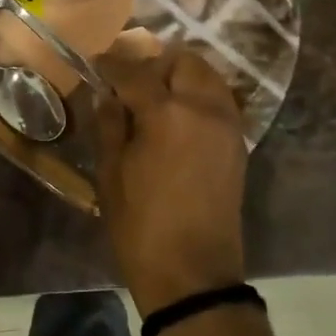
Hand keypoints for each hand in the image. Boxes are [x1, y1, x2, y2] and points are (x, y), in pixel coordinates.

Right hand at [94, 47, 247, 315]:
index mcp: (166, 113)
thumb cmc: (141, 225)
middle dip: (155, 63)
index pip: (135, 72)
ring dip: (181, 76)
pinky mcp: (238, 143)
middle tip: (131, 81)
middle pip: (184, 61)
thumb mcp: (111, 173)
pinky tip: (177, 117)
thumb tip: (106, 94)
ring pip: (208, 77)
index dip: (112, 64)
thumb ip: (110, 124)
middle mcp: (204, 108)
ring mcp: (227, 125)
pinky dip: (199, 95)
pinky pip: (220, 101)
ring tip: (156, 95)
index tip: (98, 63)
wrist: (193, 273)